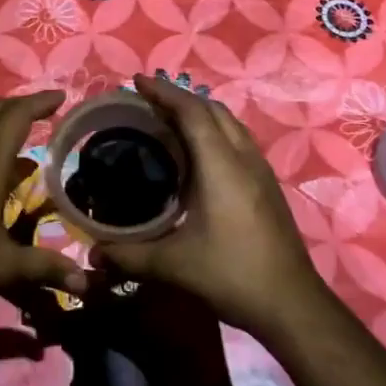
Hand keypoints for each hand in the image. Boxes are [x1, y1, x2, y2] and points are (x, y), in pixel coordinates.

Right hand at [93, 74, 331, 336]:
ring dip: (200, 113)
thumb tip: (92, 253)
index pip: (192, 112)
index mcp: (221, 165)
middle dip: (180, 98)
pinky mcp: (268, 186)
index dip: (164, 92)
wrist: (292, 304)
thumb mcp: (174, 265)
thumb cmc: (232, 274)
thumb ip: (130, 256)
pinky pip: (238, 140)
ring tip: (170, 122)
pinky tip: (199, 156)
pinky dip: (214, 132)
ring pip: (230, 124)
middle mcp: (244, 158)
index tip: (137, 82)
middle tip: (147, 102)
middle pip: (213, 110)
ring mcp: (261, 171)